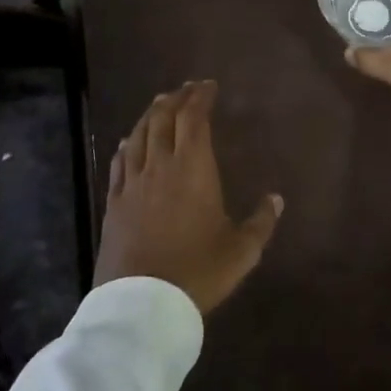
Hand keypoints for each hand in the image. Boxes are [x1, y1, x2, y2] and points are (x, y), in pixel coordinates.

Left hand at [95, 81, 282, 315]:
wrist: (142, 304)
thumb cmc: (198, 272)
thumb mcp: (241, 251)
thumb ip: (261, 222)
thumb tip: (276, 199)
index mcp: (193, 169)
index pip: (194, 120)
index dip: (200, 98)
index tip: (208, 86)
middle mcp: (160, 166)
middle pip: (164, 119)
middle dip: (176, 99)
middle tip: (186, 89)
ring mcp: (133, 184)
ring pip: (139, 136)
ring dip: (151, 115)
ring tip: (160, 104)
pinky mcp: (114, 203)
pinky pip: (119, 162)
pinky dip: (127, 144)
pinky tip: (129, 140)